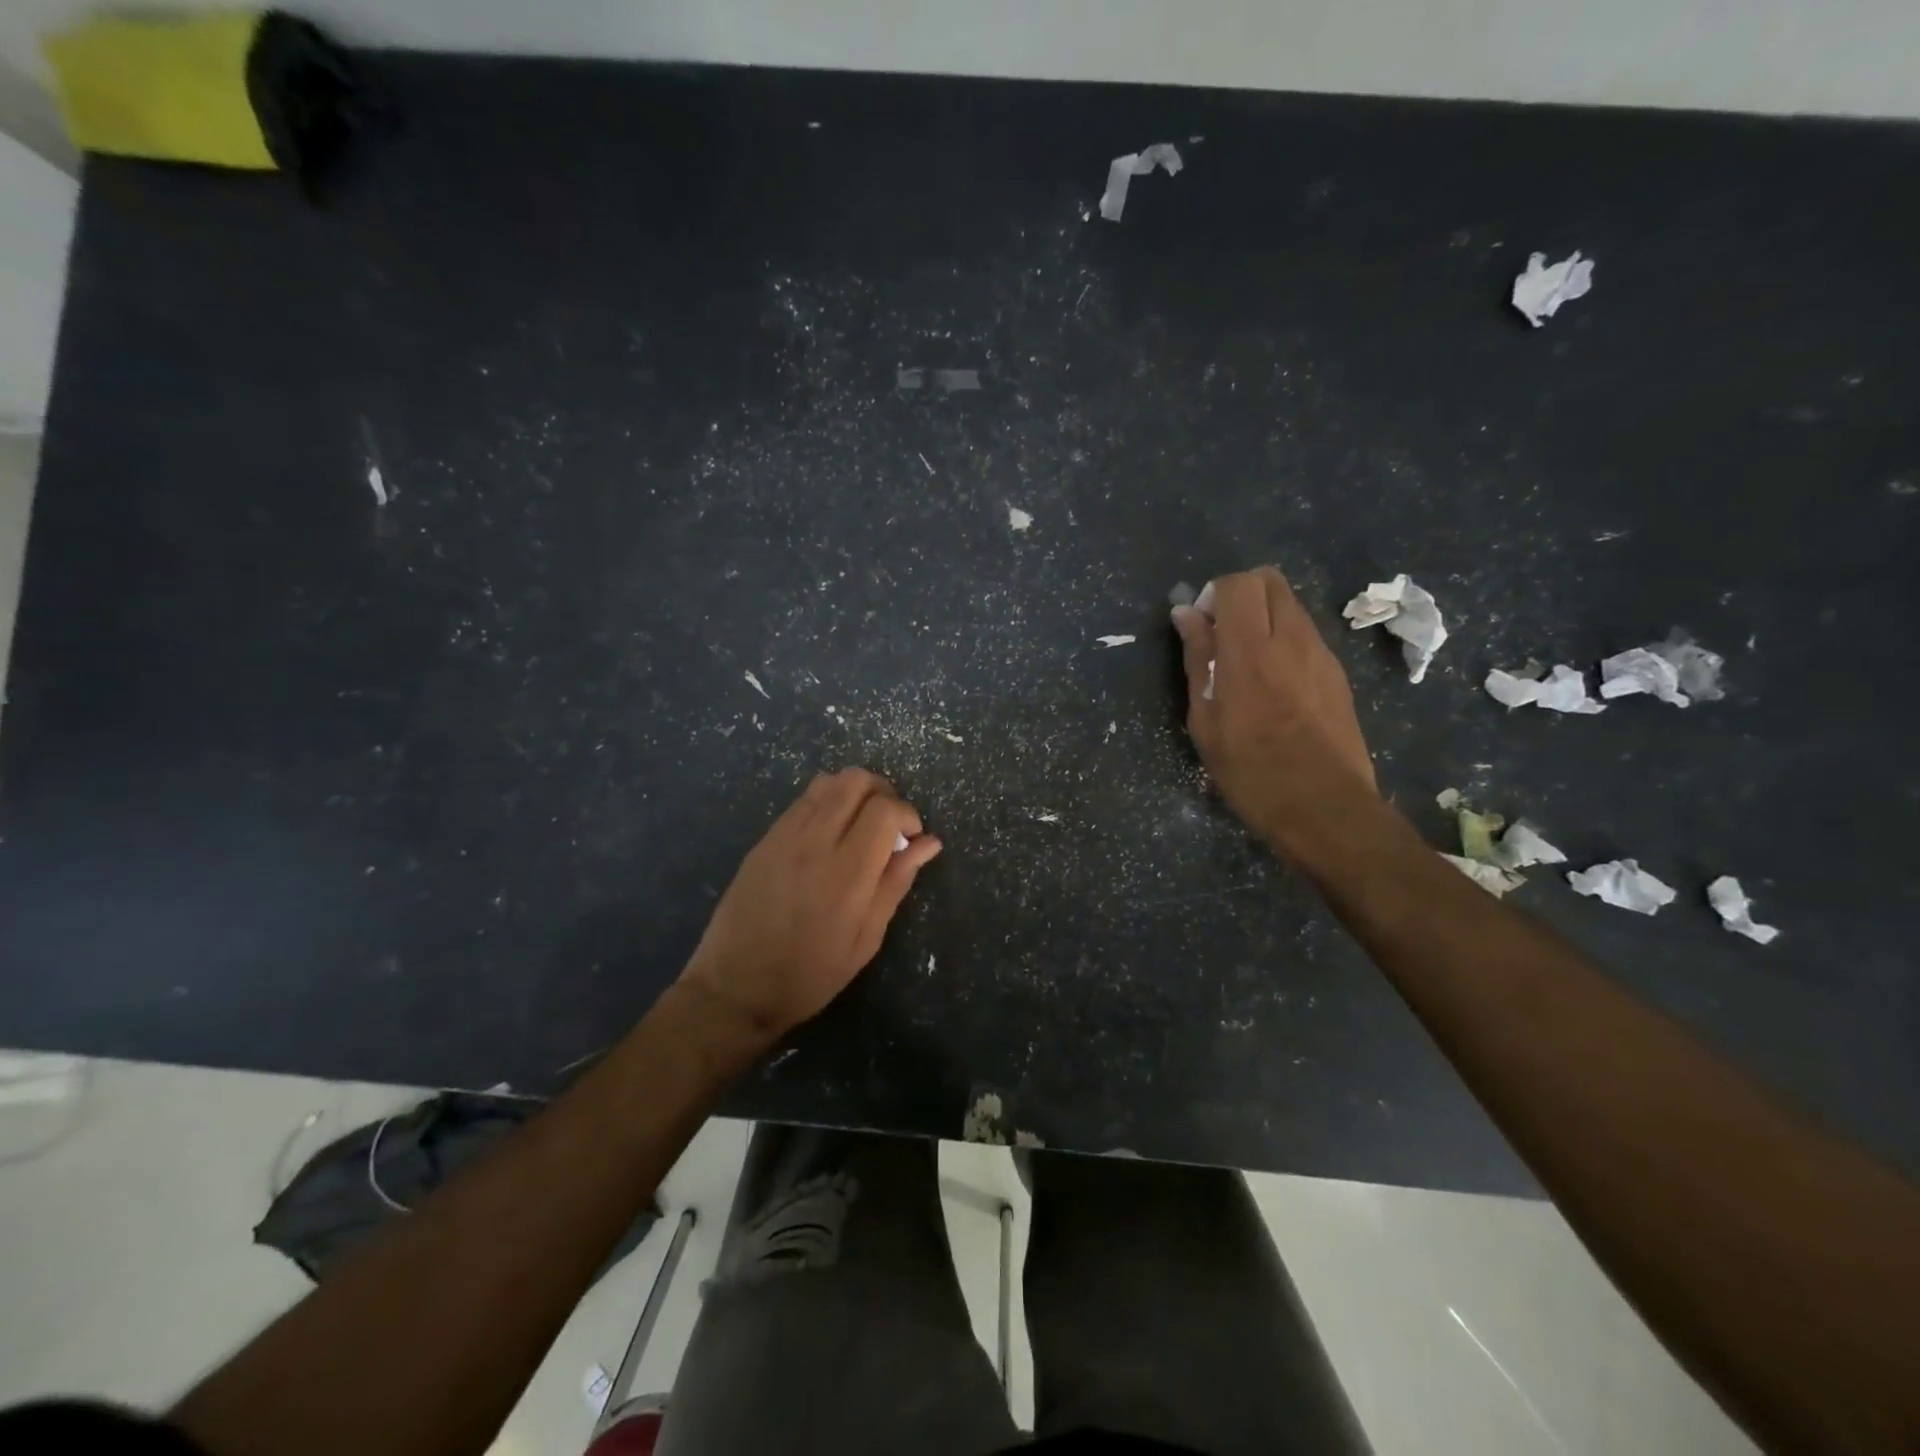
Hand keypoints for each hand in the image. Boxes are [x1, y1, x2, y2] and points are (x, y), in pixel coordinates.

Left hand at [679, 769, 940, 1043]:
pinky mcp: (764, 839)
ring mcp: (784, 836)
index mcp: (847, 871)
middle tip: (888, 825)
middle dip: (883, 793)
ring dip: (853, 793)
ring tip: (859, 826)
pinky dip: (826, 804)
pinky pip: (802, 801)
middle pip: (856, 780)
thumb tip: (929, 842)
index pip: (885, 809)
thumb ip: (896, 882)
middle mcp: (815, 841)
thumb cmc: (809, 975)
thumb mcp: (866, 939)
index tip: (911, 839)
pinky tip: (828, 837)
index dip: (908, 814)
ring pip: (827, 782)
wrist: (734, 988)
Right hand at [1171, 567, 1377, 852]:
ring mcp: (1321, 653)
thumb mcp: (1206, 720)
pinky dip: (1283, 639)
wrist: (1324, 807)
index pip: (1237, 584)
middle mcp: (1291, 639)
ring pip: (1290, 605)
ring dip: (1262, 617)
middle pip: (1269, 580)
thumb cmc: (1251, 770)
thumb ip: (1198, 659)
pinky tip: (1273, 684)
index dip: (1213, 594)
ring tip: (1245, 663)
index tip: (1201, 626)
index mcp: (1251, 651)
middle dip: (1240, 595)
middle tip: (1222, 634)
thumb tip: (1186, 615)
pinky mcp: (1337, 672)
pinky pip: (1305, 633)